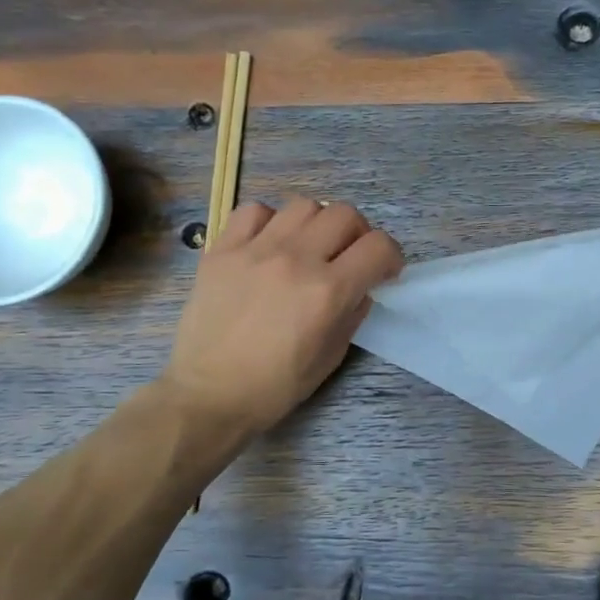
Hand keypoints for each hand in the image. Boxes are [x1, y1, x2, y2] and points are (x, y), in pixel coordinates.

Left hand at [163, 197, 402, 435]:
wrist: (208, 394)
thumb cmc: (275, 386)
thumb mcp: (331, 357)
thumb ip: (352, 314)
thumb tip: (360, 289)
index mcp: (328, 291)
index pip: (378, 247)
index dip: (391, 256)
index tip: (384, 271)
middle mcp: (295, 259)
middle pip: (344, 214)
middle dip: (358, 234)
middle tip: (349, 257)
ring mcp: (255, 249)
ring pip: (303, 205)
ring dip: (317, 223)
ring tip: (309, 246)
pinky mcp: (222, 250)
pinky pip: (253, 211)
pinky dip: (270, 221)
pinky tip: (268, 243)